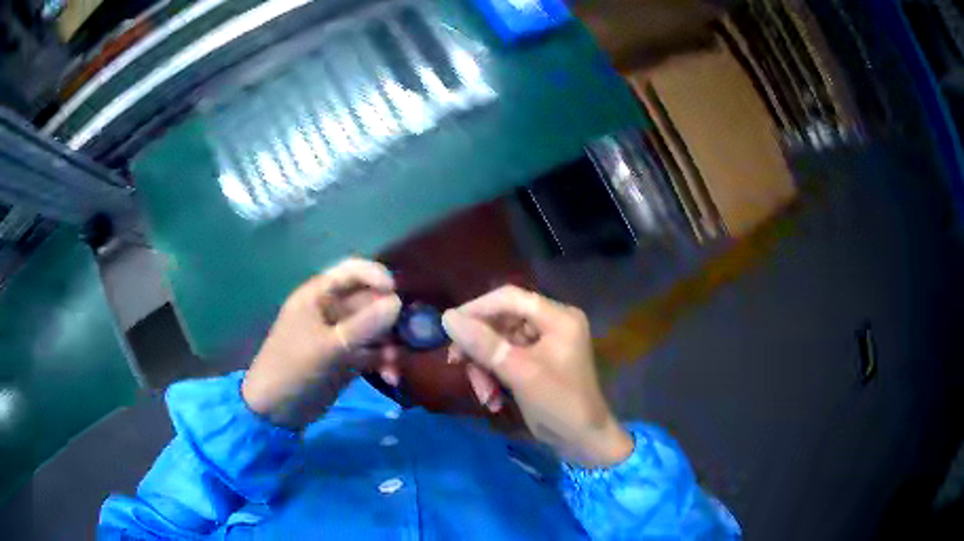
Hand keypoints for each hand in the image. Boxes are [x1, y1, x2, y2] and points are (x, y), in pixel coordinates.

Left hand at [242, 258, 401, 428]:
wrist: (276, 411)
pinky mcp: (348, 360)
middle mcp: (332, 311)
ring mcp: (340, 337)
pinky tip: (392, 377)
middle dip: (389, 316)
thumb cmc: (293, 368)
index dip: (376, 276)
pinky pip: (373, 353)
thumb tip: (397, 302)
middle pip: (369, 301)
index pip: (351, 271)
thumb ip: (363, 325)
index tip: (397, 293)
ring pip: (375, 329)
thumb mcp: (327, 347)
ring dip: (390, 344)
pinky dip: (384, 362)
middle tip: (410, 334)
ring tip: (396, 362)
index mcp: (318, 296)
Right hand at [442, 286, 633, 467]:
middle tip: (457, 364)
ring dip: (485, 368)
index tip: (449, 327)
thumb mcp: (519, 372)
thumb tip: (447, 317)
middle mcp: (552, 323)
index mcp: (558, 317)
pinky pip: (505, 358)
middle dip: (480, 347)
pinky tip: (493, 400)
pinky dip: (494, 376)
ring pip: (499, 342)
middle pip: (502, 321)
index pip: (510, 298)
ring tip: (484, 395)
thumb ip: (483, 344)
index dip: (477, 308)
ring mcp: (544, 343)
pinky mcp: (536, 361)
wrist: (581, 441)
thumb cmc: (558, 404)